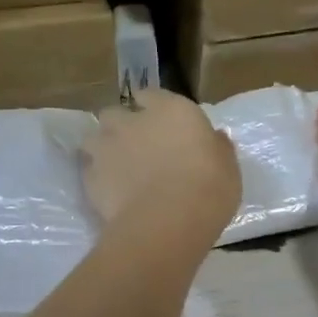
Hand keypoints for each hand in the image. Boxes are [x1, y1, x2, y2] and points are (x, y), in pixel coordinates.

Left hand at [82, 90, 240, 236]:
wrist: (168, 221)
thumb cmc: (208, 188)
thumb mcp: (227, 167)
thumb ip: (216, 148)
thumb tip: (215, 138)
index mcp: (171, 110)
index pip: (151, 95)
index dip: (151, 107)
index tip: (158, 121)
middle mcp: (133, 121)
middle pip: (115, 113)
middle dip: (121, 126)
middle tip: (135, 147)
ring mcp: (107, 147)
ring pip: (94, 139)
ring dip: (102, 149)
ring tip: (116, 169)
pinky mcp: (90, 176)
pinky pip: (90, 171)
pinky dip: (97, 178)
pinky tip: (110, 193)